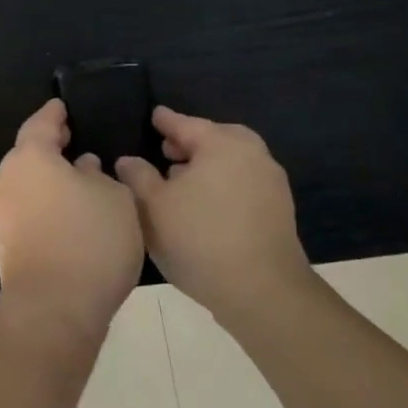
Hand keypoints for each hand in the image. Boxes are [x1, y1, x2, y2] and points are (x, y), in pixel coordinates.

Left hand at [0, 98, 145, 347]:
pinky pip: (28, 208)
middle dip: (51, 146)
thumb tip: (83, 168)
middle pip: (28, 153)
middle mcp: (8, 178)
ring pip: (27, 182)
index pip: (41, 123)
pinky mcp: (7, 243)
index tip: (63, 105)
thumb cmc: (89, 240)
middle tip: (75, 139)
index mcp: (30, 156)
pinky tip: (71, 211)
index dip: (54, 113)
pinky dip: (47, 202)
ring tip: (80, 177)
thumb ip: (100, 175)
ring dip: (50, 177)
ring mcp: (3, 212)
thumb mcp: (114, 198)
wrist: (54, 310)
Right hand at [115, 107, 311, 324]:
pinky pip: (244, 182)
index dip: (166, 121)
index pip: (187, 123)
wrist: (263, 291)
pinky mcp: (279, 211)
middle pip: (216, 138)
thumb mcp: (153, 206)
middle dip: (191, 142)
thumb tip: (128, 160)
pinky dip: (223, 183)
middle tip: (167, 150)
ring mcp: (271, 183)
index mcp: (222, 144)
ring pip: (232, 161)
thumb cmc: (200, 239)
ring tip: (181, 181)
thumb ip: (138, 176)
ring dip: (207, 164)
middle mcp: (252, 155)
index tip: (155, 115)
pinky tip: (204, 205)